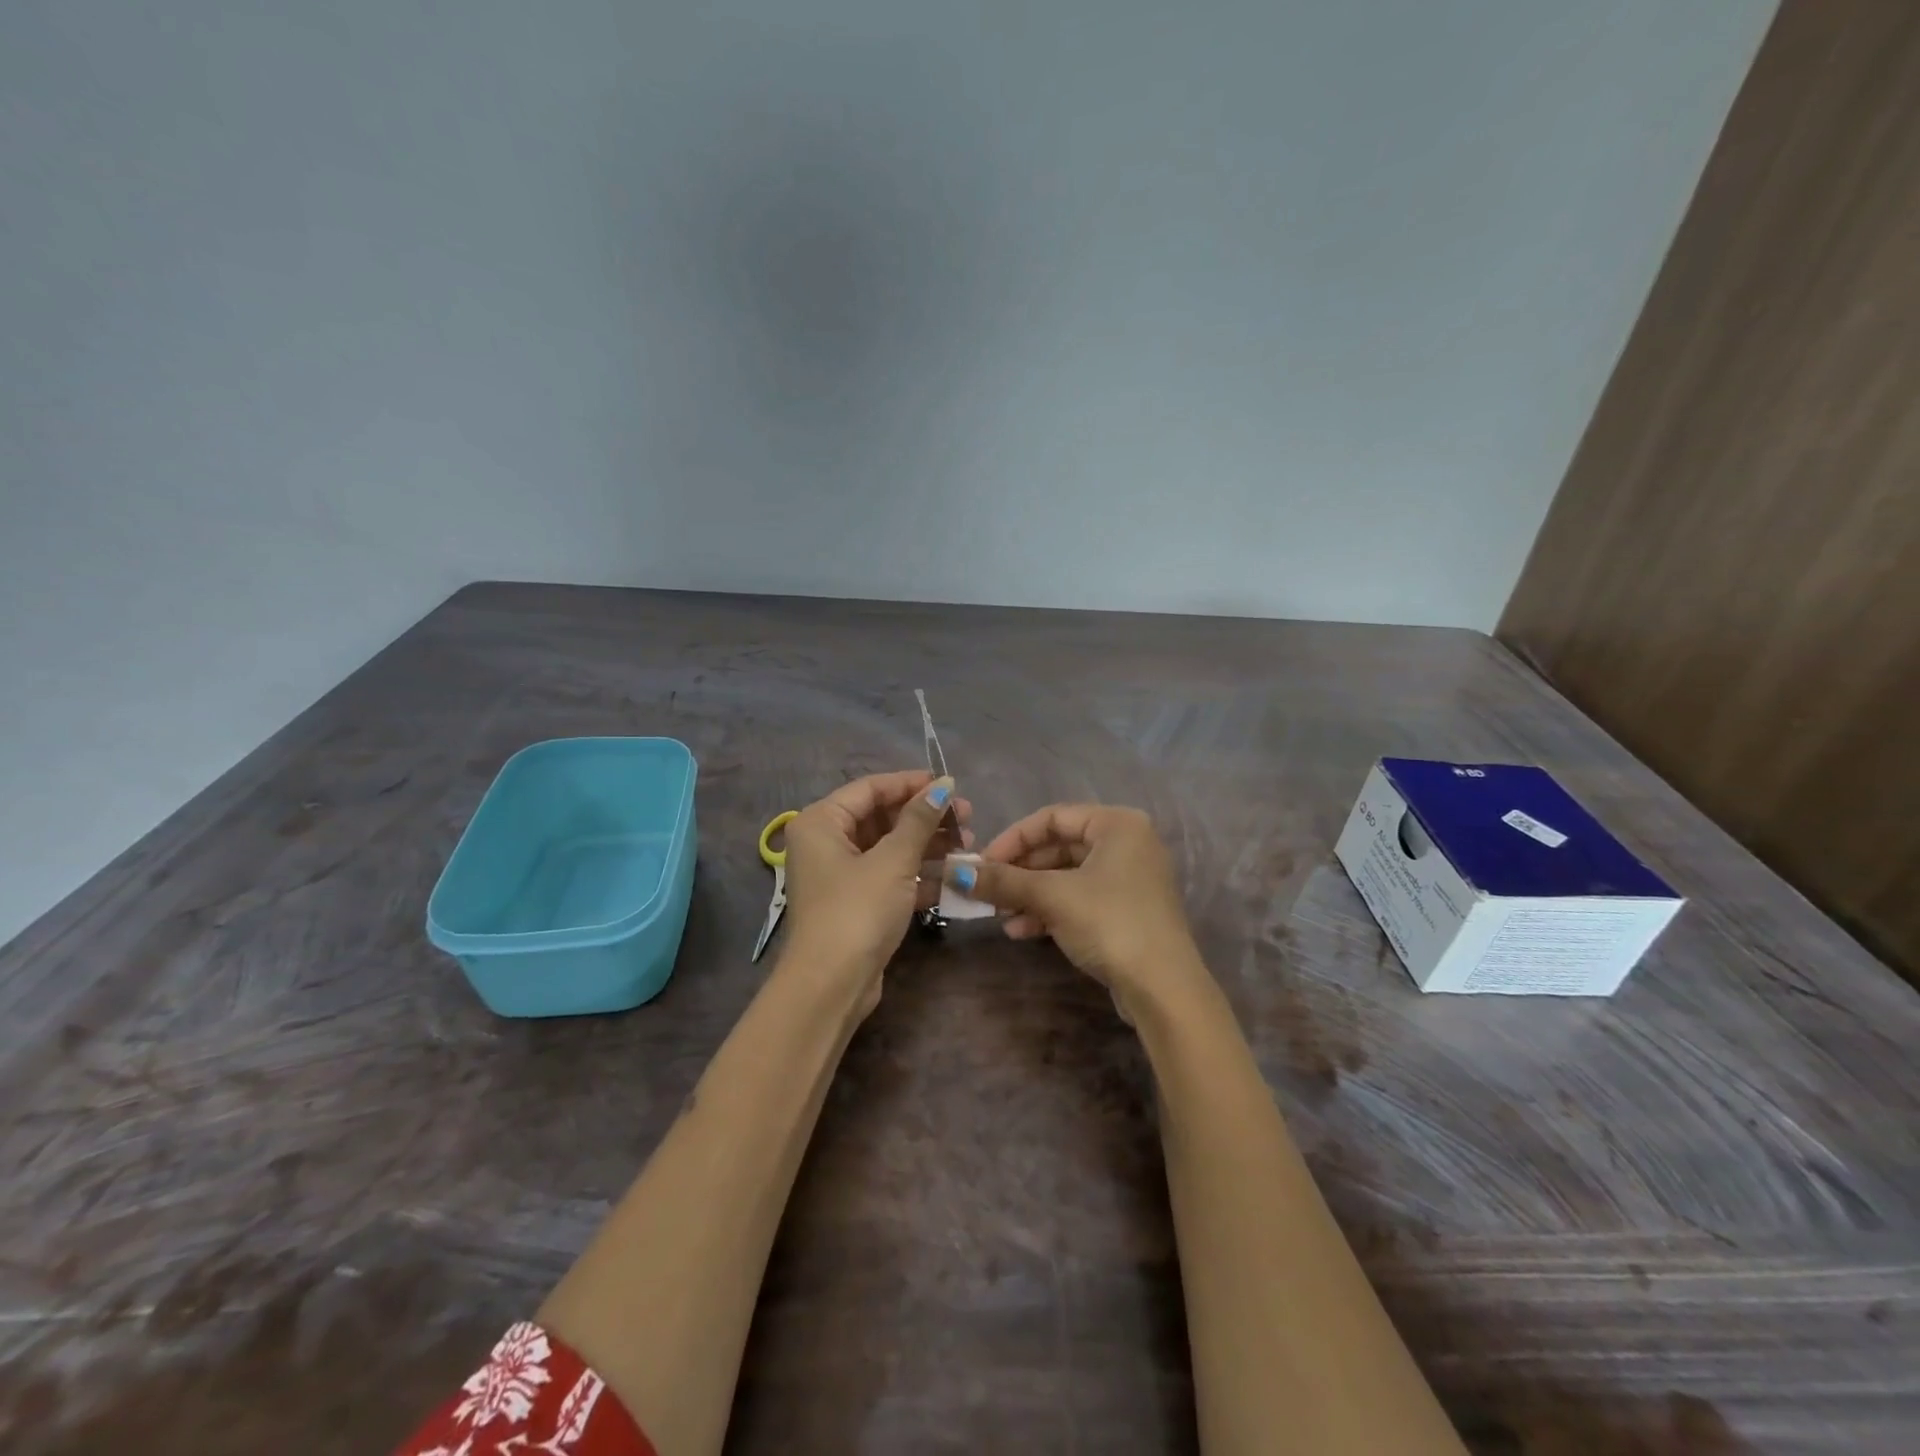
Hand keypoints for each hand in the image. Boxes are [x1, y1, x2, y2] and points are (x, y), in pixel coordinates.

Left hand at [779, 771, 971, 1016]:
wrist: (831, 985)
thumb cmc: (857, 910)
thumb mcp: (893, 860)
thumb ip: (919, 820)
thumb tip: (943, 785)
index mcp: (822, 822)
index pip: (871, 788)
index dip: (911, 784)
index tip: (950, 784)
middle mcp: (826, 843)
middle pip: (882, 818)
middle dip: (926, 818)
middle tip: (967, 817)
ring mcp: (841, 876)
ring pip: (890, 849)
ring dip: (928, 846)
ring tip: (968, 845)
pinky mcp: (856, 903)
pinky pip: (891, 877)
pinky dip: (919, 875)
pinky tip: (954, 877)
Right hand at [952, 804, 1211, 1019]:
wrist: (1163, 989)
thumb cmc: (1109, 923)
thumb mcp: (1051, 896)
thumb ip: (1003, 880)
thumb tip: (954, 872)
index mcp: (1117, 823)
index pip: (1051, 817)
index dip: (1012, 839)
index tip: (981, 864)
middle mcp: (1127, 843)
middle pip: (1058, 847)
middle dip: (1019, 872)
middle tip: (988, 892)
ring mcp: (1129, 878)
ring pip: (1066, 876)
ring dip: (1030, 895)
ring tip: (1001, 917)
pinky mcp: (1126, 910)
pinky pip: (1079, 898)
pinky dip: (1050, 910)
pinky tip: (1021, 932)